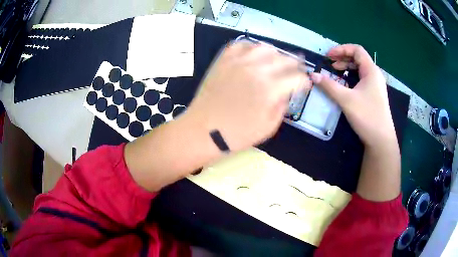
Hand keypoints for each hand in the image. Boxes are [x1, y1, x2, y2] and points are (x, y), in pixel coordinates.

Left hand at [185, 40, 310, 151]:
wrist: (203, 130)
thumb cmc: (237, 134)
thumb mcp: (268, 127)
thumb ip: (282, 106)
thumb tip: (287, 92)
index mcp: (271, 89)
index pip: (297, 78)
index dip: (304, 81)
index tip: (305, 84)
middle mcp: (257, 70)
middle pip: (284, 59)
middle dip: (295, 65)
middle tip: (296, 69)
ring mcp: (238, 62)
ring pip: (265, 47)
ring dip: (275, 54)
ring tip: (276, 62)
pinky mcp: (224, 60)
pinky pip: (241, 44)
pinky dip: (251, 47)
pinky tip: (253, 55)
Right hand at [310, 44, 396, 147]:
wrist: (381, 139)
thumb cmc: (367, 116)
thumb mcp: (346, 99)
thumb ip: (329, 86)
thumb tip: (313, 75)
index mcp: (371, 70)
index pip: (357, 50)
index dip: (341, 49)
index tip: (328, 56)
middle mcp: (375, 74)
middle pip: (358, 58)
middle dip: (343, 58)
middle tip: (330, 64)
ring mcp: (376, 85)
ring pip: (360, 69)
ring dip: (347, 67)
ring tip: (335, 71)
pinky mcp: (375, 94)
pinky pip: (362, 79)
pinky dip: (352, 77)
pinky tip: (345, 84)